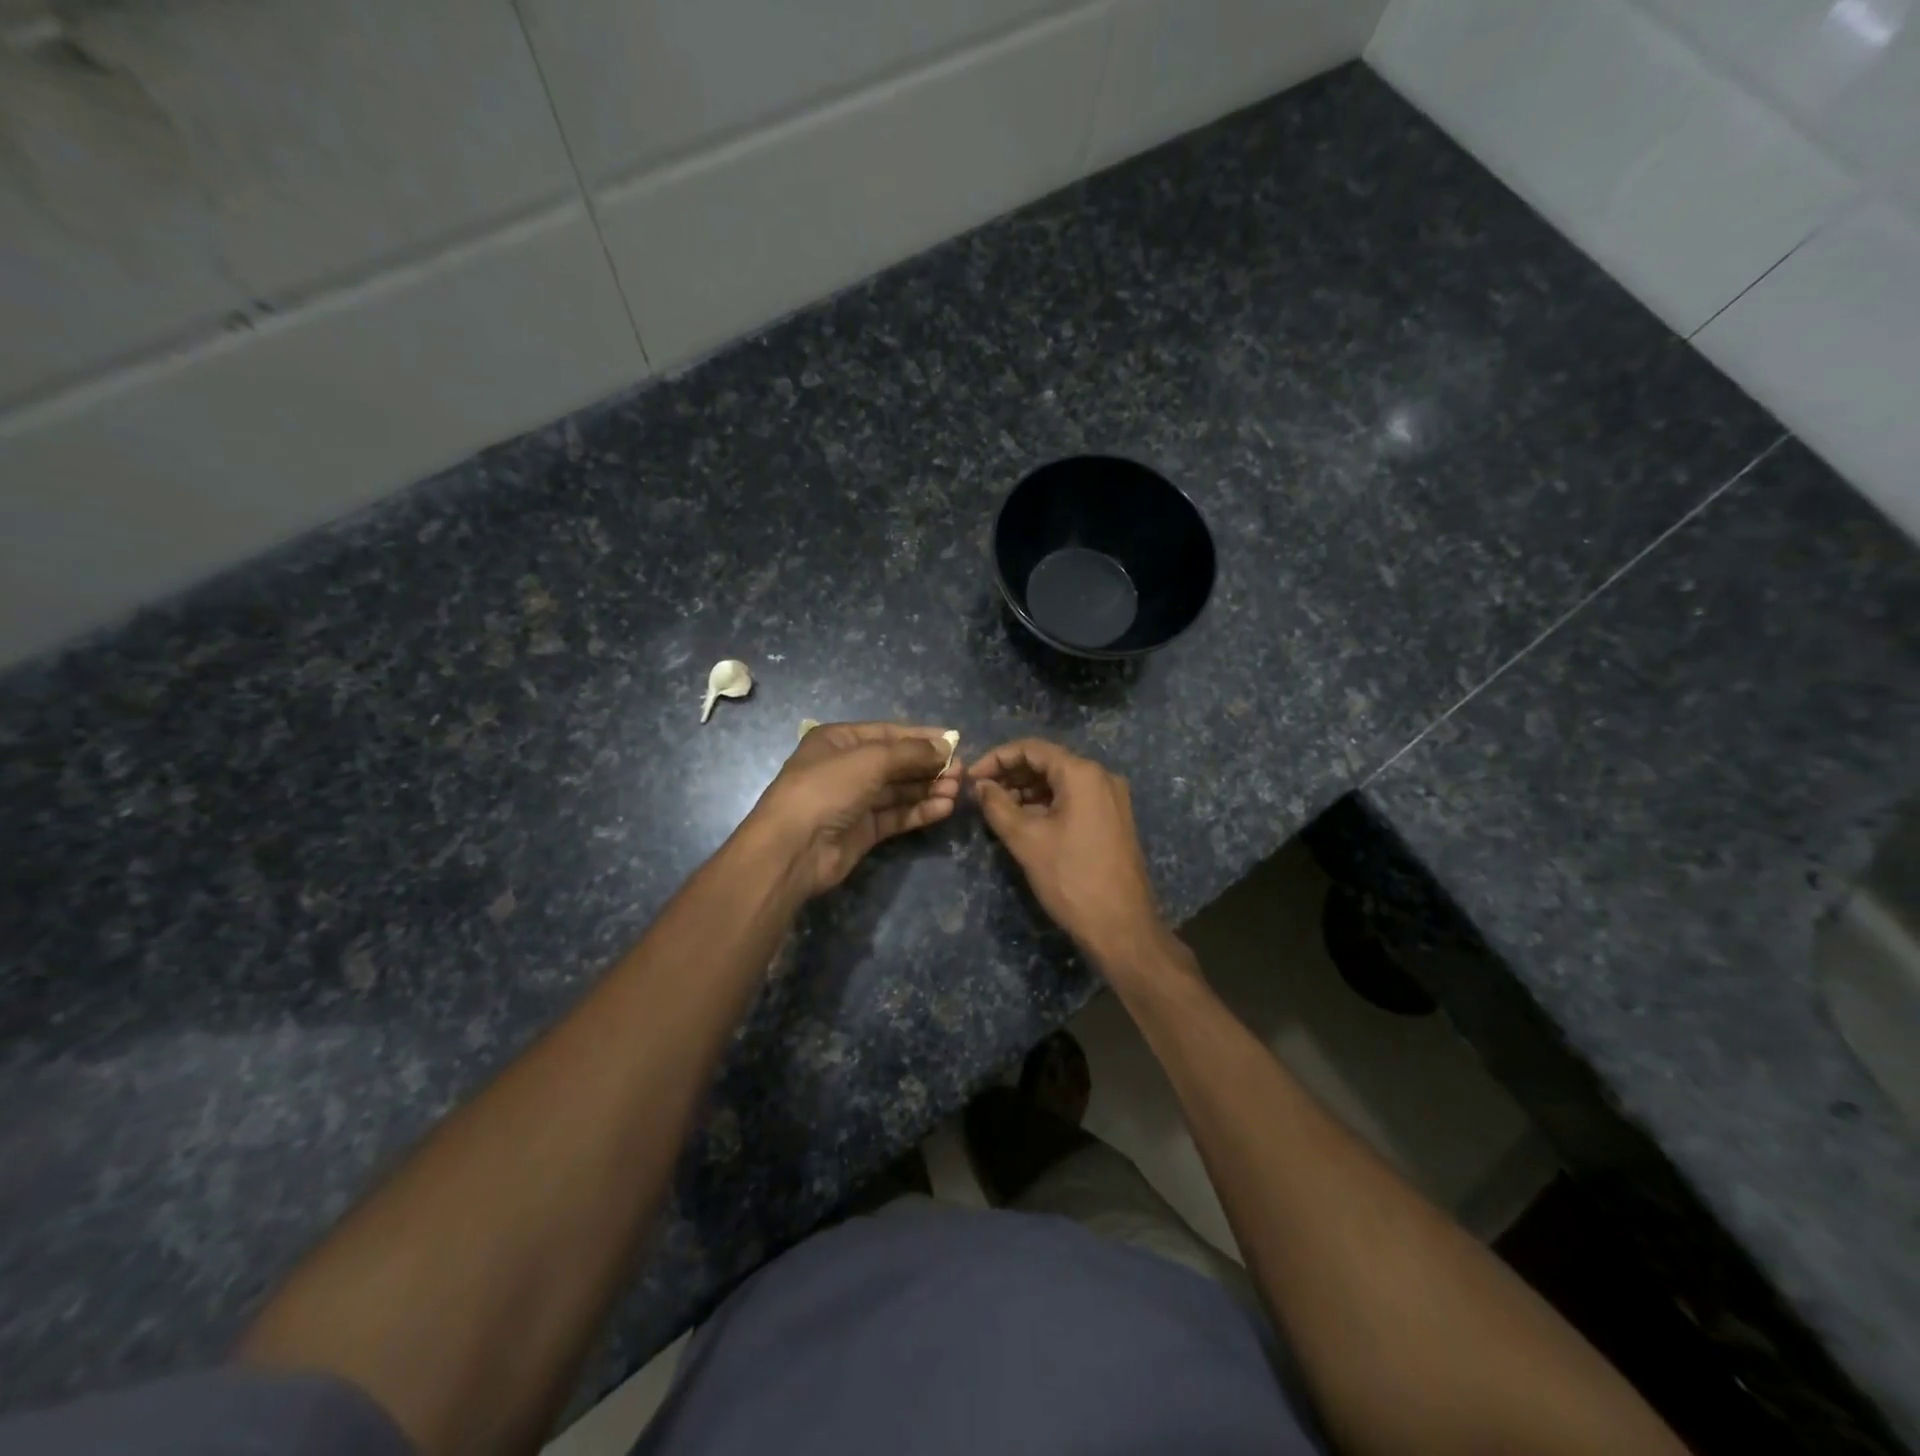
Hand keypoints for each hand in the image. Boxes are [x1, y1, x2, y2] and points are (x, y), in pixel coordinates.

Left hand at [746, 722, 960, 896]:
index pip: (888, 733)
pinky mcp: (863, 830)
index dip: (922, 737)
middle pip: (897, 762)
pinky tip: (944, 808)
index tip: (955, 742)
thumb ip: (911, 752)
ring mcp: (855, 800)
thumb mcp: (870, 759)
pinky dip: (919, 810)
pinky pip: (897, 815)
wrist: (793, 848)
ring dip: (928, 788)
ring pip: (899, 790)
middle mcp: (847, 767)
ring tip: (957, 790)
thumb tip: (946, 746)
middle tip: (961, 771)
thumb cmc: (827, 789)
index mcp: (839, 740)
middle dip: (929, 765)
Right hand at [969, 739, 1176, 970]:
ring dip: (1027, 791)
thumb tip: (980, 786)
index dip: (997, 758)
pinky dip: (1047, 804)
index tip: (971, 778)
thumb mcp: (1026, 840)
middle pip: (1048, 762)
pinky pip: (1074, 799)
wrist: (1121, 927)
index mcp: (1083, 774)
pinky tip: (1025, 822)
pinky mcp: (1113, 820)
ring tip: (998, 810)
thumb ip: (997, 806)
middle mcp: (1101, 777)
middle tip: (981, 795)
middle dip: (1011, 774)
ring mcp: (1111, 799)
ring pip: (1060, 782)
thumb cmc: (1071, 878)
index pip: (1032, 748)